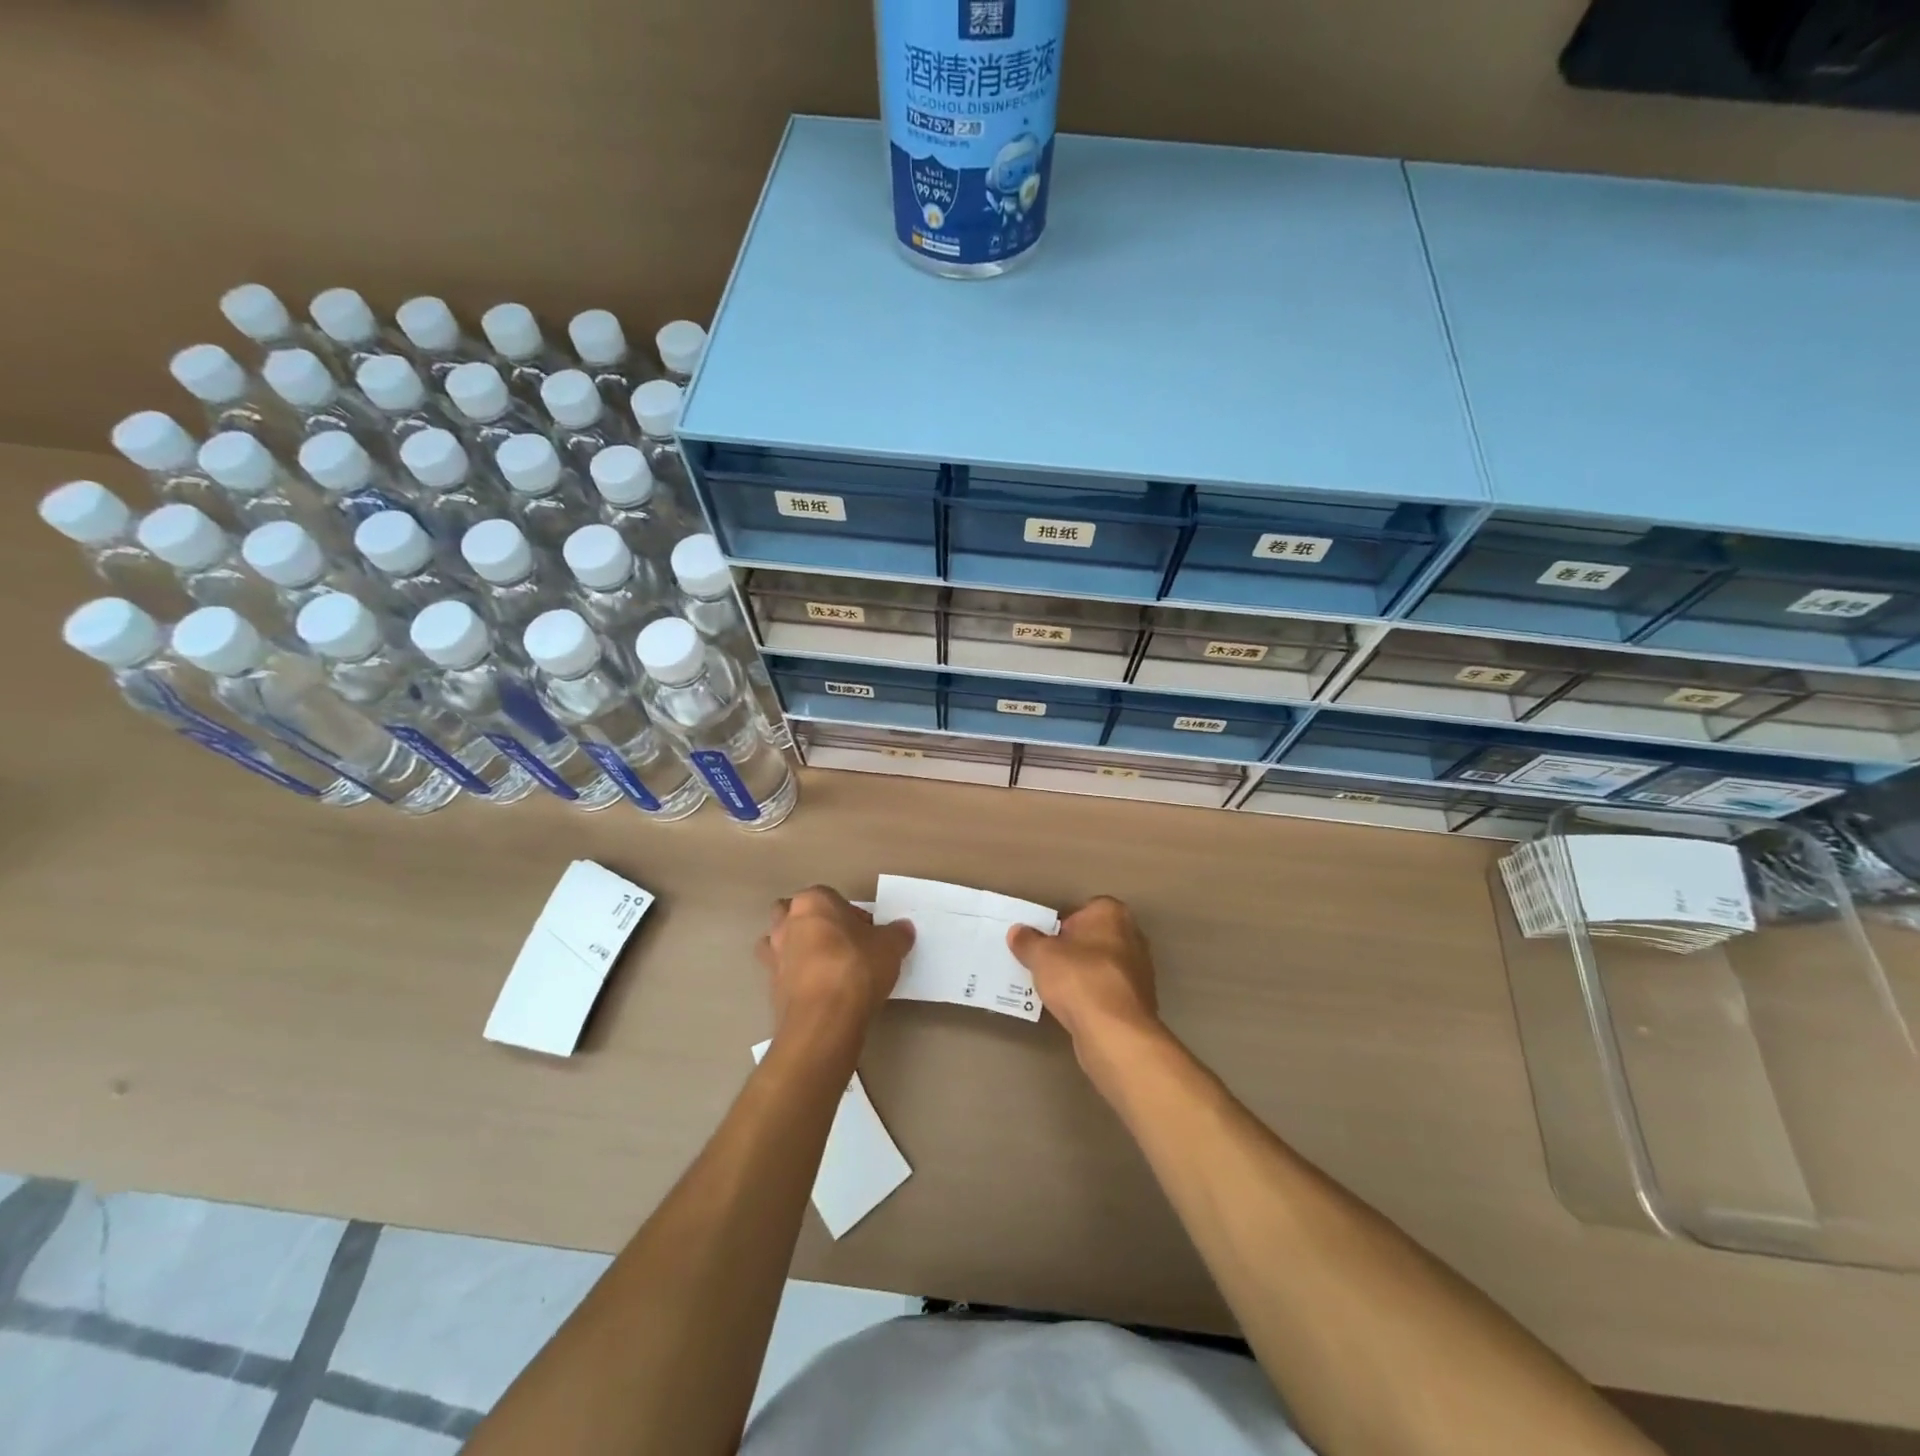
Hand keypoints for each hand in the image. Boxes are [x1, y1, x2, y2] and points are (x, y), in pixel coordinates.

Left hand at [756, 887, 913, 1040]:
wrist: (824, 1016)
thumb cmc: (856, 967)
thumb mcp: (890, 946)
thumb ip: (897, 933)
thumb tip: (903, 929)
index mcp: (813, 901)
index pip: (831, 897)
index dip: (851, 915)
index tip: (867, 934)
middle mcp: (787, 922)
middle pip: (795, 913)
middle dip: (813, 924)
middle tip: (840, 944)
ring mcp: (773, 955)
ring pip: (780, 942)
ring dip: (796, 949)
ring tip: (824, 967)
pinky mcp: (770, 986)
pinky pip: (783, 973)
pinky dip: (795, 978)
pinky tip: (817, 991)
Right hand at [1008, 896, 1162, 1068]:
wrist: (1115, 1032)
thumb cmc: (1078, 979)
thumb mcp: (1041, 956)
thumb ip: (1027, 941)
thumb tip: (1017, 932)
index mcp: (1112, 913)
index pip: (1082, 910)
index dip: (1060, 925)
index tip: (1044, 943)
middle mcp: (1132, 935)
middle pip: (1093, 937)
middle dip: (1072, 949)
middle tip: (1047, 965)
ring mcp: (1140, 969)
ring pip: (1101, 965)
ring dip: (1083, 974)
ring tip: (1057, 990)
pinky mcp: (1139, 1000)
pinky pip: (1108, 990)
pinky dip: (1094, 996)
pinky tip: (1075, 1009)